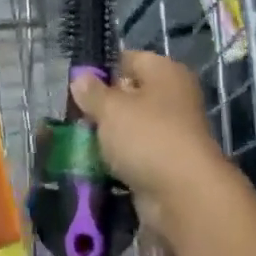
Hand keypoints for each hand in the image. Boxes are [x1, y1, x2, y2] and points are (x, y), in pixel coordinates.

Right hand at [69, 51, 238, 231]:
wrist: (183, 195)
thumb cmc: (147, 137)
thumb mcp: (111, 108)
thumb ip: (92, 92)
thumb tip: (80, 78)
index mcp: (165, 73)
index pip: (128, 59)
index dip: (101, 70)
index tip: (75, 85)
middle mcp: (173, 98)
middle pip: (129, 95)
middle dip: (101, 106)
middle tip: (72, 115)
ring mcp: (172, 133)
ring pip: (130, 127)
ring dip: (107, 136)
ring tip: (78, 140)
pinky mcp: (166, 164)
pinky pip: (135, 154)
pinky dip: (117, 160)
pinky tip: (94, 164)